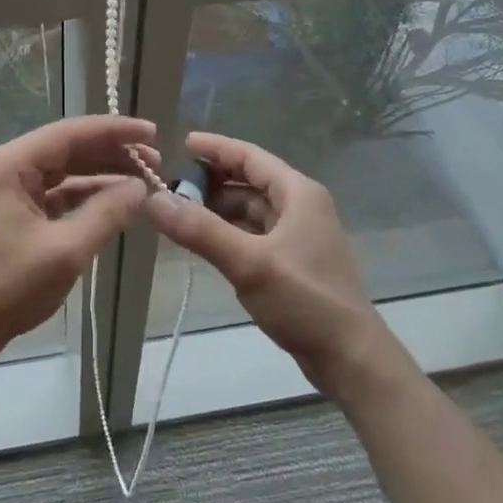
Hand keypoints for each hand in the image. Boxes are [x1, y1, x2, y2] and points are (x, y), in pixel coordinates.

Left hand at [0, 116, 155, 371]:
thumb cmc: (7, 288)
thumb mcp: (66, 251)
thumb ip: (107, 213)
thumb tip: (141, 188)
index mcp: (8, 164)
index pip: (70, 133)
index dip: (115, 130)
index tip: (153, 132)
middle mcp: (4, 167)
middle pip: (67, 148)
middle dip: (112, 153)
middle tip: (156, 163)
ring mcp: (5, 189)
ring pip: (62, 171)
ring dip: (101, 175)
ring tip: (143, 181)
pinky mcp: (9, 211)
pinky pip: (53, 193)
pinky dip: (83, 196)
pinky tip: (114, 202)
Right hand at [144, 131, 402, 400]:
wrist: (350, 358)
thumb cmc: (305, 300)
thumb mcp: (249, 263)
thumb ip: (200, 230)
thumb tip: (152, 199)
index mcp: (298, 194)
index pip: (249, 156)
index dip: (214, 148)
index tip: (179, 143)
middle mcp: (301, 207)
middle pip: (249, 181)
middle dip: (211, 180)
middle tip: (170, 185)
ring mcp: (299, 236)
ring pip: (251, 209)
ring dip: (218, 207)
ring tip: (179, 212)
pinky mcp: (294, 262)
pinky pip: (254, 233)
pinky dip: (229, 231)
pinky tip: (205, 241)